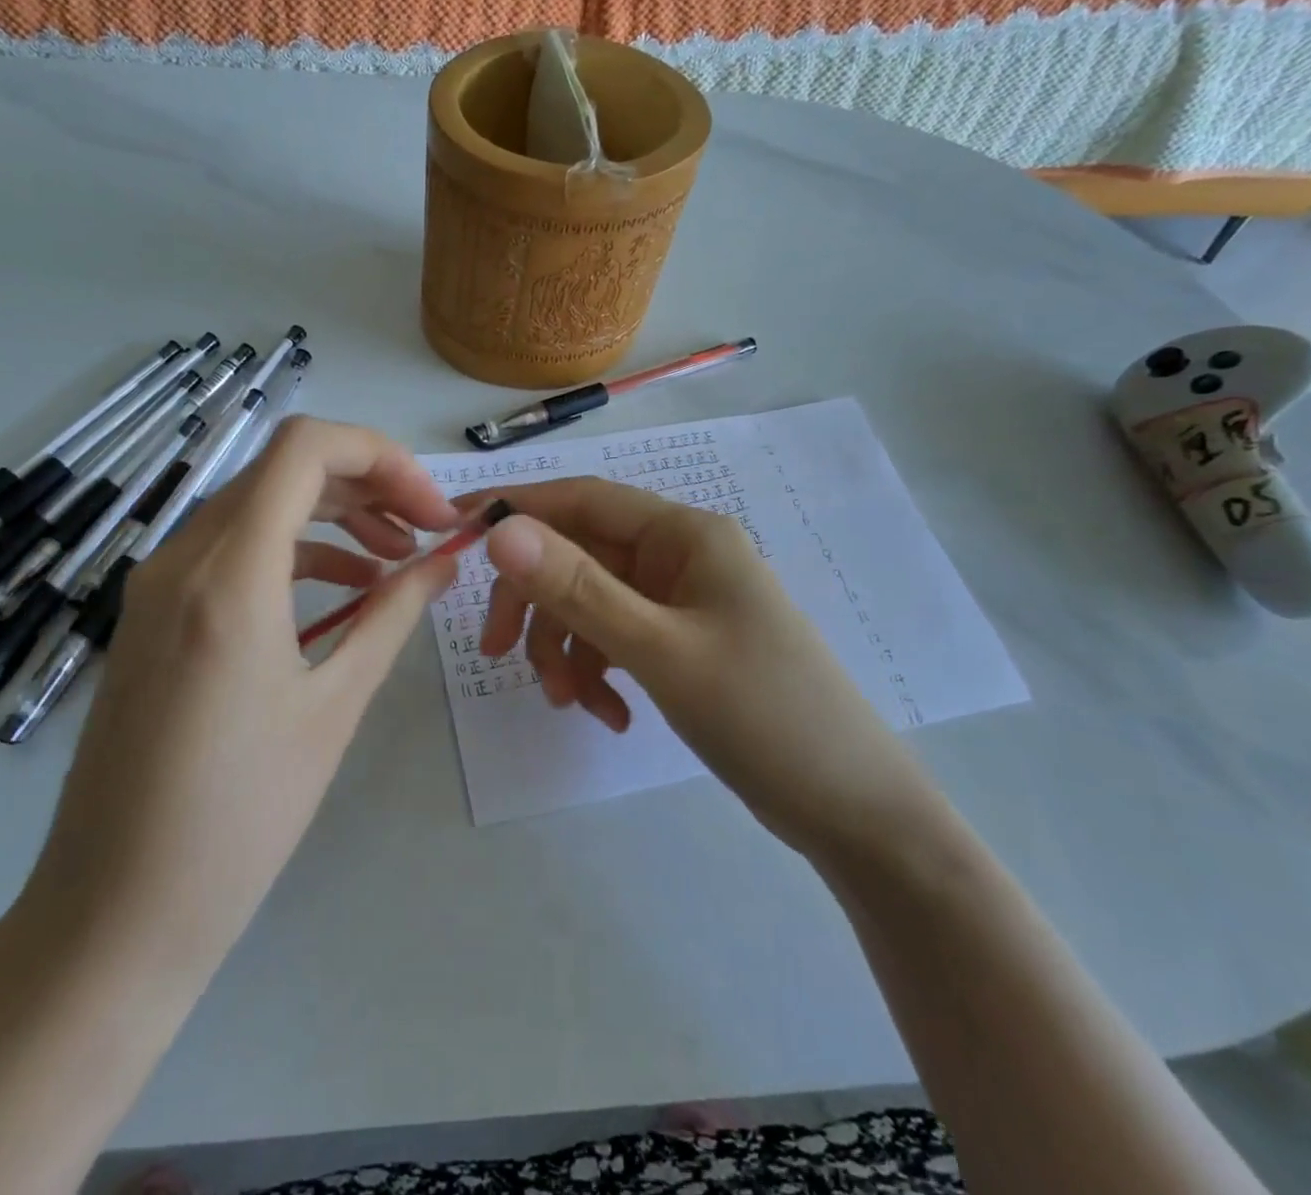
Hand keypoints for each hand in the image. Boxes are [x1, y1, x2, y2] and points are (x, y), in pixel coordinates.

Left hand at [14, 417, 460, 973]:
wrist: (114, 913)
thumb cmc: (239, 817)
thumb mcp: (335, 706)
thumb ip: (392, 615)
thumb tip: (443, 562)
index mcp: (229, 574)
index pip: (305, 447)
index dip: (382, 457)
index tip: (430, 508)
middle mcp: (181, 558)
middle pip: (284, 470)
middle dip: (368, 485)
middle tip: (426, 531)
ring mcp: (157, 584)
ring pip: (258, 506)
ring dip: (333, 517)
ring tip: (395, 561)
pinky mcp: (151, 615)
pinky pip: (231, 551)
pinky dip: (293, 552)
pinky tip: (340, 592)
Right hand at [476, 478, 926, 856]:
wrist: (854, 811)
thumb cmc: (765, 714)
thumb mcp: (660, 650)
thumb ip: (577, 589)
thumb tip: (500, 530)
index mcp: (683, 534)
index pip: (582, 499)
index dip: (517, 510)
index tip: (456, 533)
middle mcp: (679, 556)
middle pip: (579, 555)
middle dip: (536, 604)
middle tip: (495, 653)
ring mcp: (680, 602)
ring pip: (591, 603)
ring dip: (567, 650)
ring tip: (571, 705)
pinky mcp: (680, 643)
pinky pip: (616, 640)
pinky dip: (599, 673)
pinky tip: (610, 716)